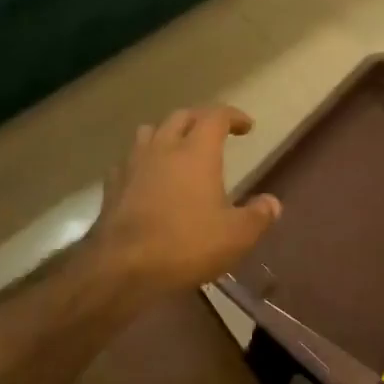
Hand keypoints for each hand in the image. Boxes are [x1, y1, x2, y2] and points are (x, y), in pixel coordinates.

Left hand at [87, 105, 280, 292]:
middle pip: (181, 117)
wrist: (120, 268)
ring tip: (178, 149)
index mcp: (196, 152)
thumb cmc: (185, 245)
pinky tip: (147, 178)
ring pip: (150, 131)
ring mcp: (133, 164)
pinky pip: (129, 159)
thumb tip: (272, 203)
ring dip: (167, 133)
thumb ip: (258, 216)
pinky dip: (143, 160)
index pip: (216, 116)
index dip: (233, 116)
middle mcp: (163, 147)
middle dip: (201, 119)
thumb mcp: (235, 236)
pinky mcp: (112, 185)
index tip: (246, 126)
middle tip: (214, 133)